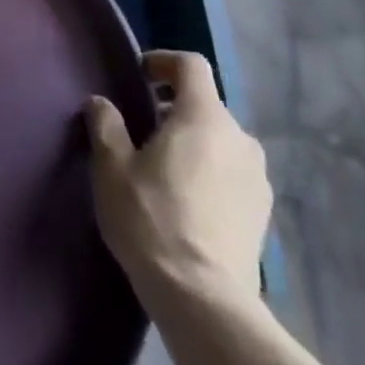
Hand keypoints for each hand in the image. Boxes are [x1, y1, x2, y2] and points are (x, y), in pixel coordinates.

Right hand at [85, 50, 270, 304]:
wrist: (205, 302)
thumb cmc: (152, 220)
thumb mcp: (112, 167)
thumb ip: (106, 124)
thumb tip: (100, 102)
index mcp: (204, 116)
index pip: (191, 65)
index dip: (164, 61)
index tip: (140, 76)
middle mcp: (239, 138)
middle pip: (206, 104)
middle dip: (176, 108)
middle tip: (144, 130)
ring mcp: (257, 178)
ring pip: (222, 141)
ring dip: (195, 142)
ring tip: (166, 169)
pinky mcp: (264, 214)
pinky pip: (233, 174)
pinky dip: (211, 173)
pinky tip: (188, 202)